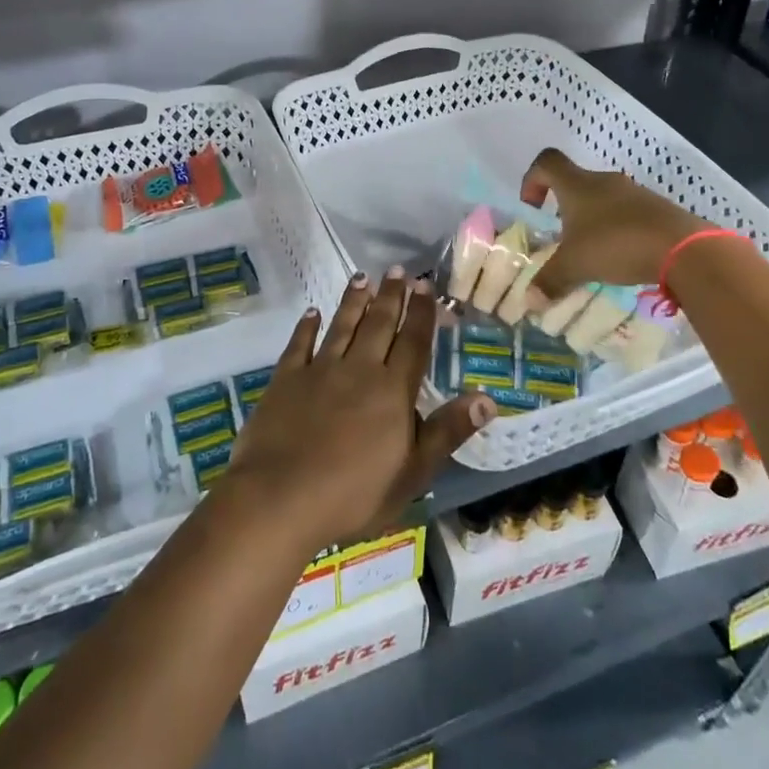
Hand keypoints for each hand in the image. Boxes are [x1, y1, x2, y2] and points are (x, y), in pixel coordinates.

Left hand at [225, 270, 493, 551]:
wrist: (281, 498)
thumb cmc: (355, 494)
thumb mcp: (413, 471)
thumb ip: (448, 431)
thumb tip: (487, 397)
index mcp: (392, 390)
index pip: (412, 342)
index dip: (421, 313)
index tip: (425, 286)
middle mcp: (359, 369)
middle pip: (378, 325)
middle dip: (391, 296)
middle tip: (398, 270)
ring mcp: (319, 370)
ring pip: (342, 326)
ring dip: (354, 301)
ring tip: (363, 278)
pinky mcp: (286, 379)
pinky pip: (299, 344)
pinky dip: (306, 326)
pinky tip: (312, 313)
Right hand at [520, 147, 704, 296]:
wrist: (682, 248)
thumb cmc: (616, 245)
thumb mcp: (575, 266)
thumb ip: (550, 281)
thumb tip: (530, 301)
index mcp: (578, 185)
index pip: (547, 162)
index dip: (532, 179)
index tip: (533, 207)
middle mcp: (604, 181)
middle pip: (576, 182)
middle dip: (564, 207)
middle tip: (563, 238)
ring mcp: (634, 192)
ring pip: (603, 199)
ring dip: (593, 220)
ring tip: (593, 252)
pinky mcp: (656, 208)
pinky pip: (628, 213)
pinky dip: (618, 230)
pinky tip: (622, 257)